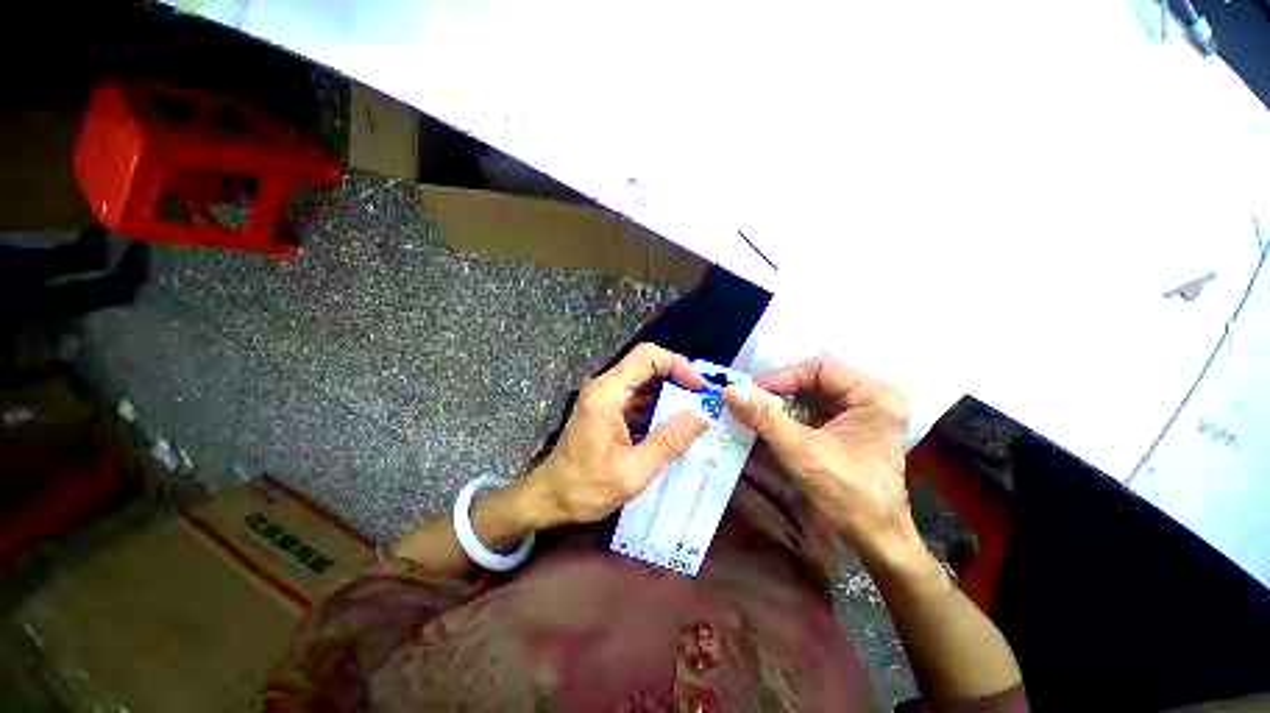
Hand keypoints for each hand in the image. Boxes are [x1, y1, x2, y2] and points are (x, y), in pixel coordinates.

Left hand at [526, 343, 710, 525]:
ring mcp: (605, 396)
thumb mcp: (631, 472)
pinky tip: (674, 422)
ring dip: (670, 391)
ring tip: (695, 411)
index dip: (677, 364)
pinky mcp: (607, 408)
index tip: (700, 387)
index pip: (646, 357)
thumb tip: (704, 416)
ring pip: (644, 379)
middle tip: (703, 400)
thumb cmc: (584, 489)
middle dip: (678, 377)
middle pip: (646, 364)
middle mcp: (604, 387)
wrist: (549, 498)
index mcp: (606, 395)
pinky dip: (658, 404)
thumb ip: (668, 442)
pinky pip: (638, 395)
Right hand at [723, 356, 915, 560]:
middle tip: (751, 400)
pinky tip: (774, 421)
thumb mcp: (801, 452)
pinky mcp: (853, 424)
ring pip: (814, 392)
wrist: (876, 537)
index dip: (782, 377)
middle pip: (817, 378)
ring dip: (784, 400)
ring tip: (757, 409)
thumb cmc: (847, 494)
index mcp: (875, 395)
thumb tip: (730, 390)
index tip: (751, 392)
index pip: (820, 368)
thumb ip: (765, 418)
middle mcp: (873, 395)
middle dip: (781, 389)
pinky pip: (817, 407)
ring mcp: (864, 410)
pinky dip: (792, 412)